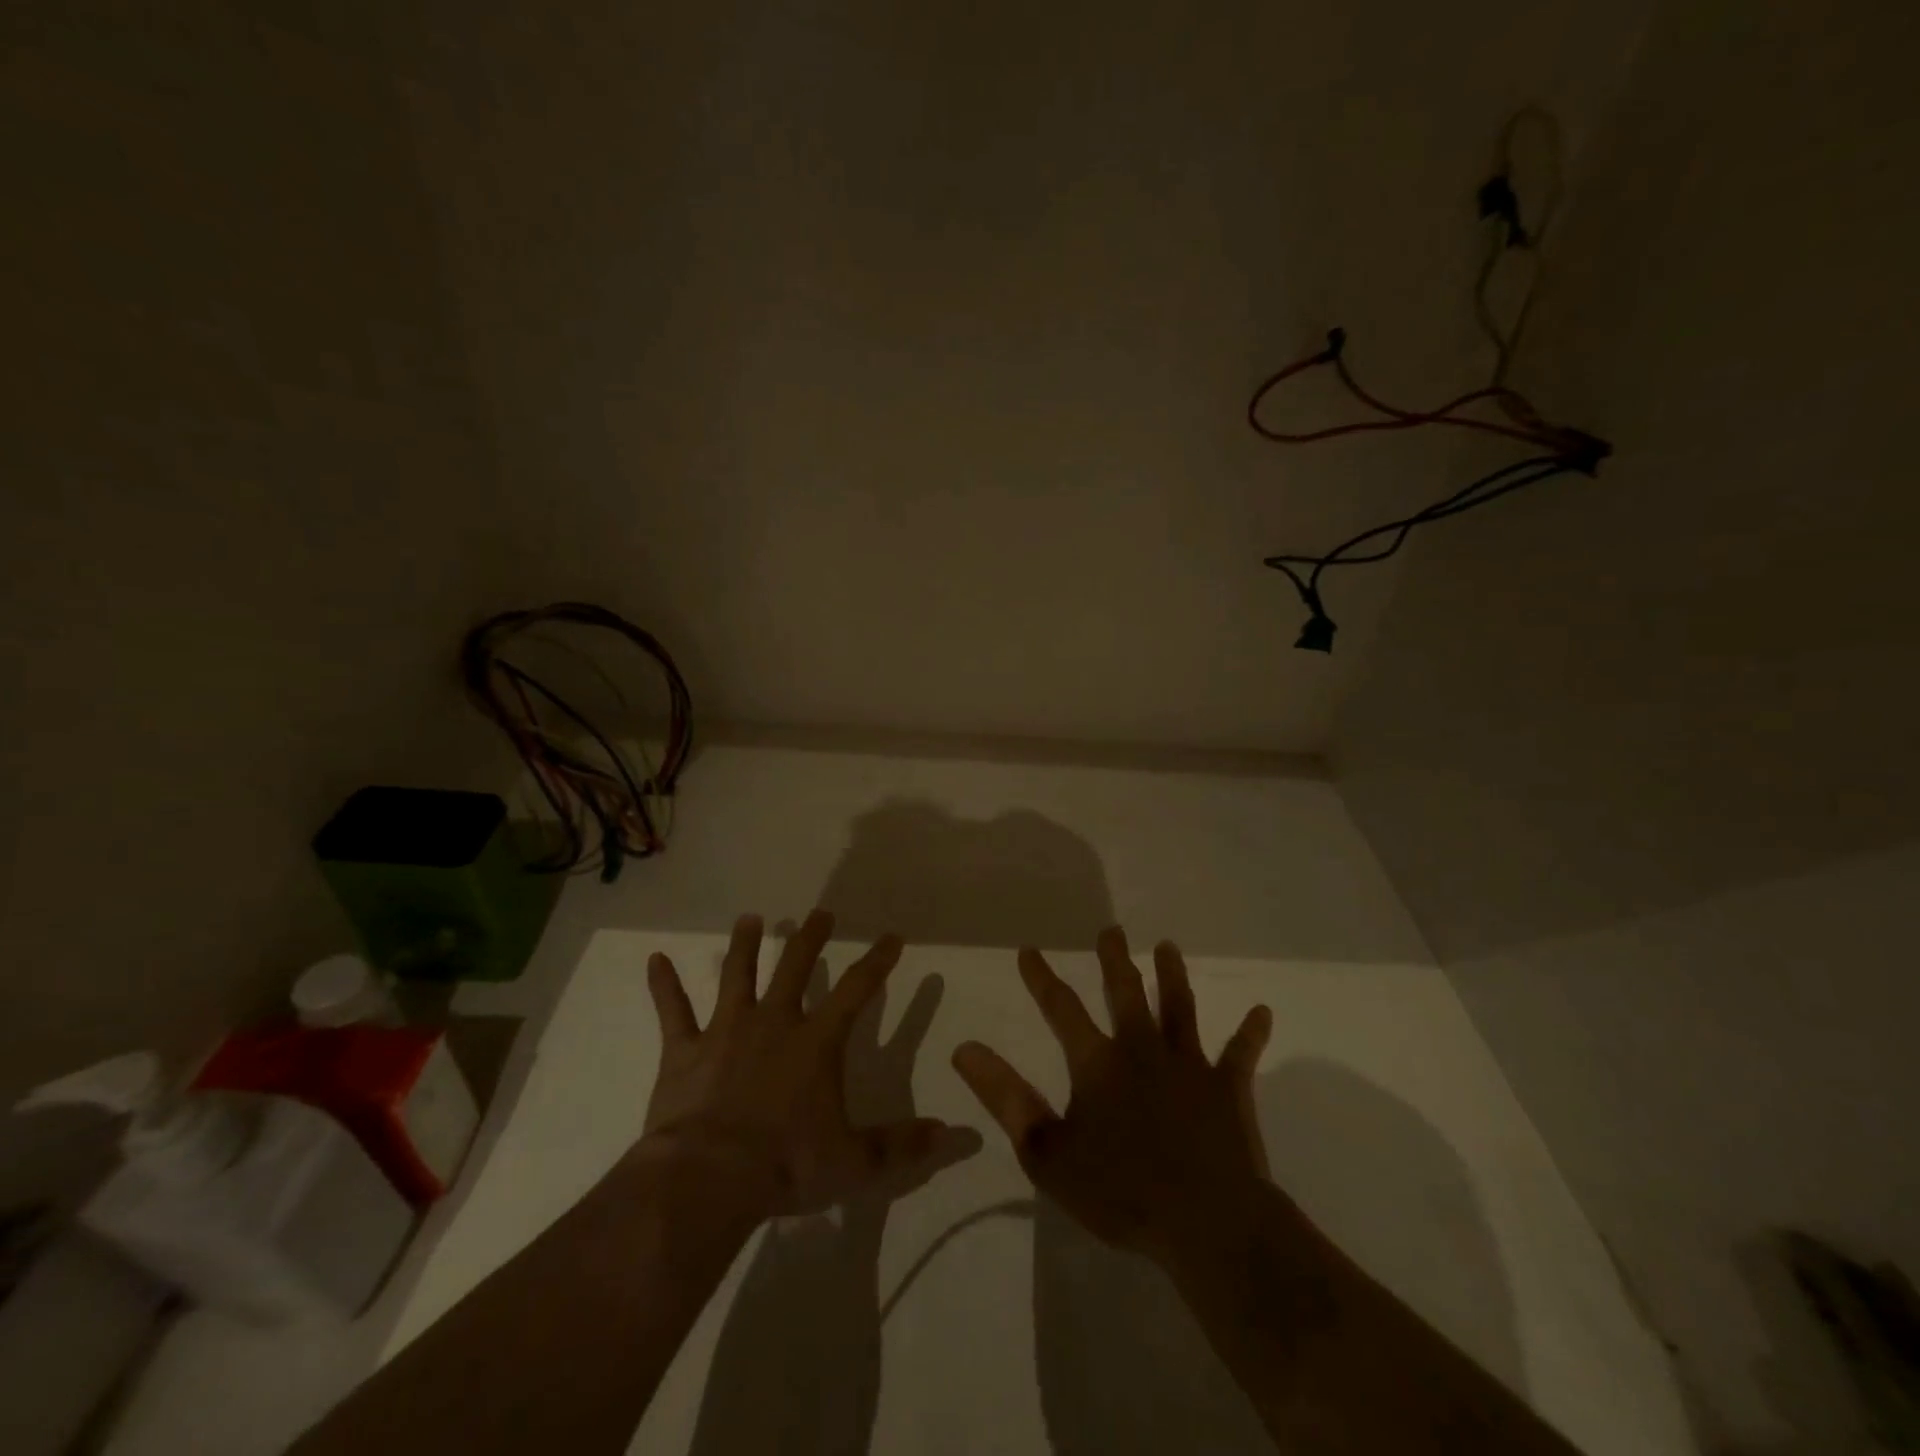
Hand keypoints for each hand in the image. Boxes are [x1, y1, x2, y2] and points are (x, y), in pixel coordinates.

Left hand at [641, 910, 966, 1218]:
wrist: (707, 1179)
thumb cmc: (786, 1166)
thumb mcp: (855, 1162)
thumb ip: (903, 1147)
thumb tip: (955, 1136)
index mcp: (816, 1043)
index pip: (856, 990)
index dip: (877, 962)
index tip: (891, 937)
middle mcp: (774, 1023)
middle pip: (795, 967)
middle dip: (811, 937)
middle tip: (820, 913)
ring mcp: (725, 1031)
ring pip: (737, 975)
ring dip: (744, 945)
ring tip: (750, 919)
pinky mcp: (684, 1051)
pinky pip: (672, 1011)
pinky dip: (663, 985)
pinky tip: (654, 959)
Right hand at [952, 927, 1273, 1266]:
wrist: (1206, 1222)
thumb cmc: (1120, 1191)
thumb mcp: (1046, 1152)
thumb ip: (1005, 1097)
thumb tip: (964, 1048)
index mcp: (1098, 1063)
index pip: (1062, 1009)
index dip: (1042, 978)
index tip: (1030, 950)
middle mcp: (1142, 1049)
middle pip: (1126, 992)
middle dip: (1114, 959)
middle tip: (1111, 929)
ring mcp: (1190, 1065)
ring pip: (1180, 1008)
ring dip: (1173, 976)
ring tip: (1168, 947)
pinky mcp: (1228, 1088)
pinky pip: (1241, 1054)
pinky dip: (1251, 1033)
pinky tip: (1263, 1012)